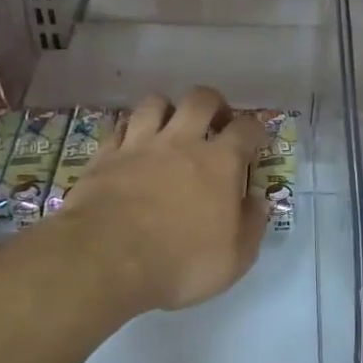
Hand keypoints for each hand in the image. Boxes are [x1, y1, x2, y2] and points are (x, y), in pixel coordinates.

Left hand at [59, 87, 266, 313]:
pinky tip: (132, 144)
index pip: (247, 129)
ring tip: (170, 126)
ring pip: (155, 103)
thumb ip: (251, 226)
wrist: (106, 260)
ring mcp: (140, 145)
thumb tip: (257, 203)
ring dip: (168, 109)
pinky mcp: (105, 156)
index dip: (255, 130)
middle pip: (201, 99)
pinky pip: (120, 127)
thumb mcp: (234, 258)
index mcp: (220, 163)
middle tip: (216, 122)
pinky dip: (130, 131)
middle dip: (213, 104)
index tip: (256, 140)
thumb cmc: (180, 263)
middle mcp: (182, 142)